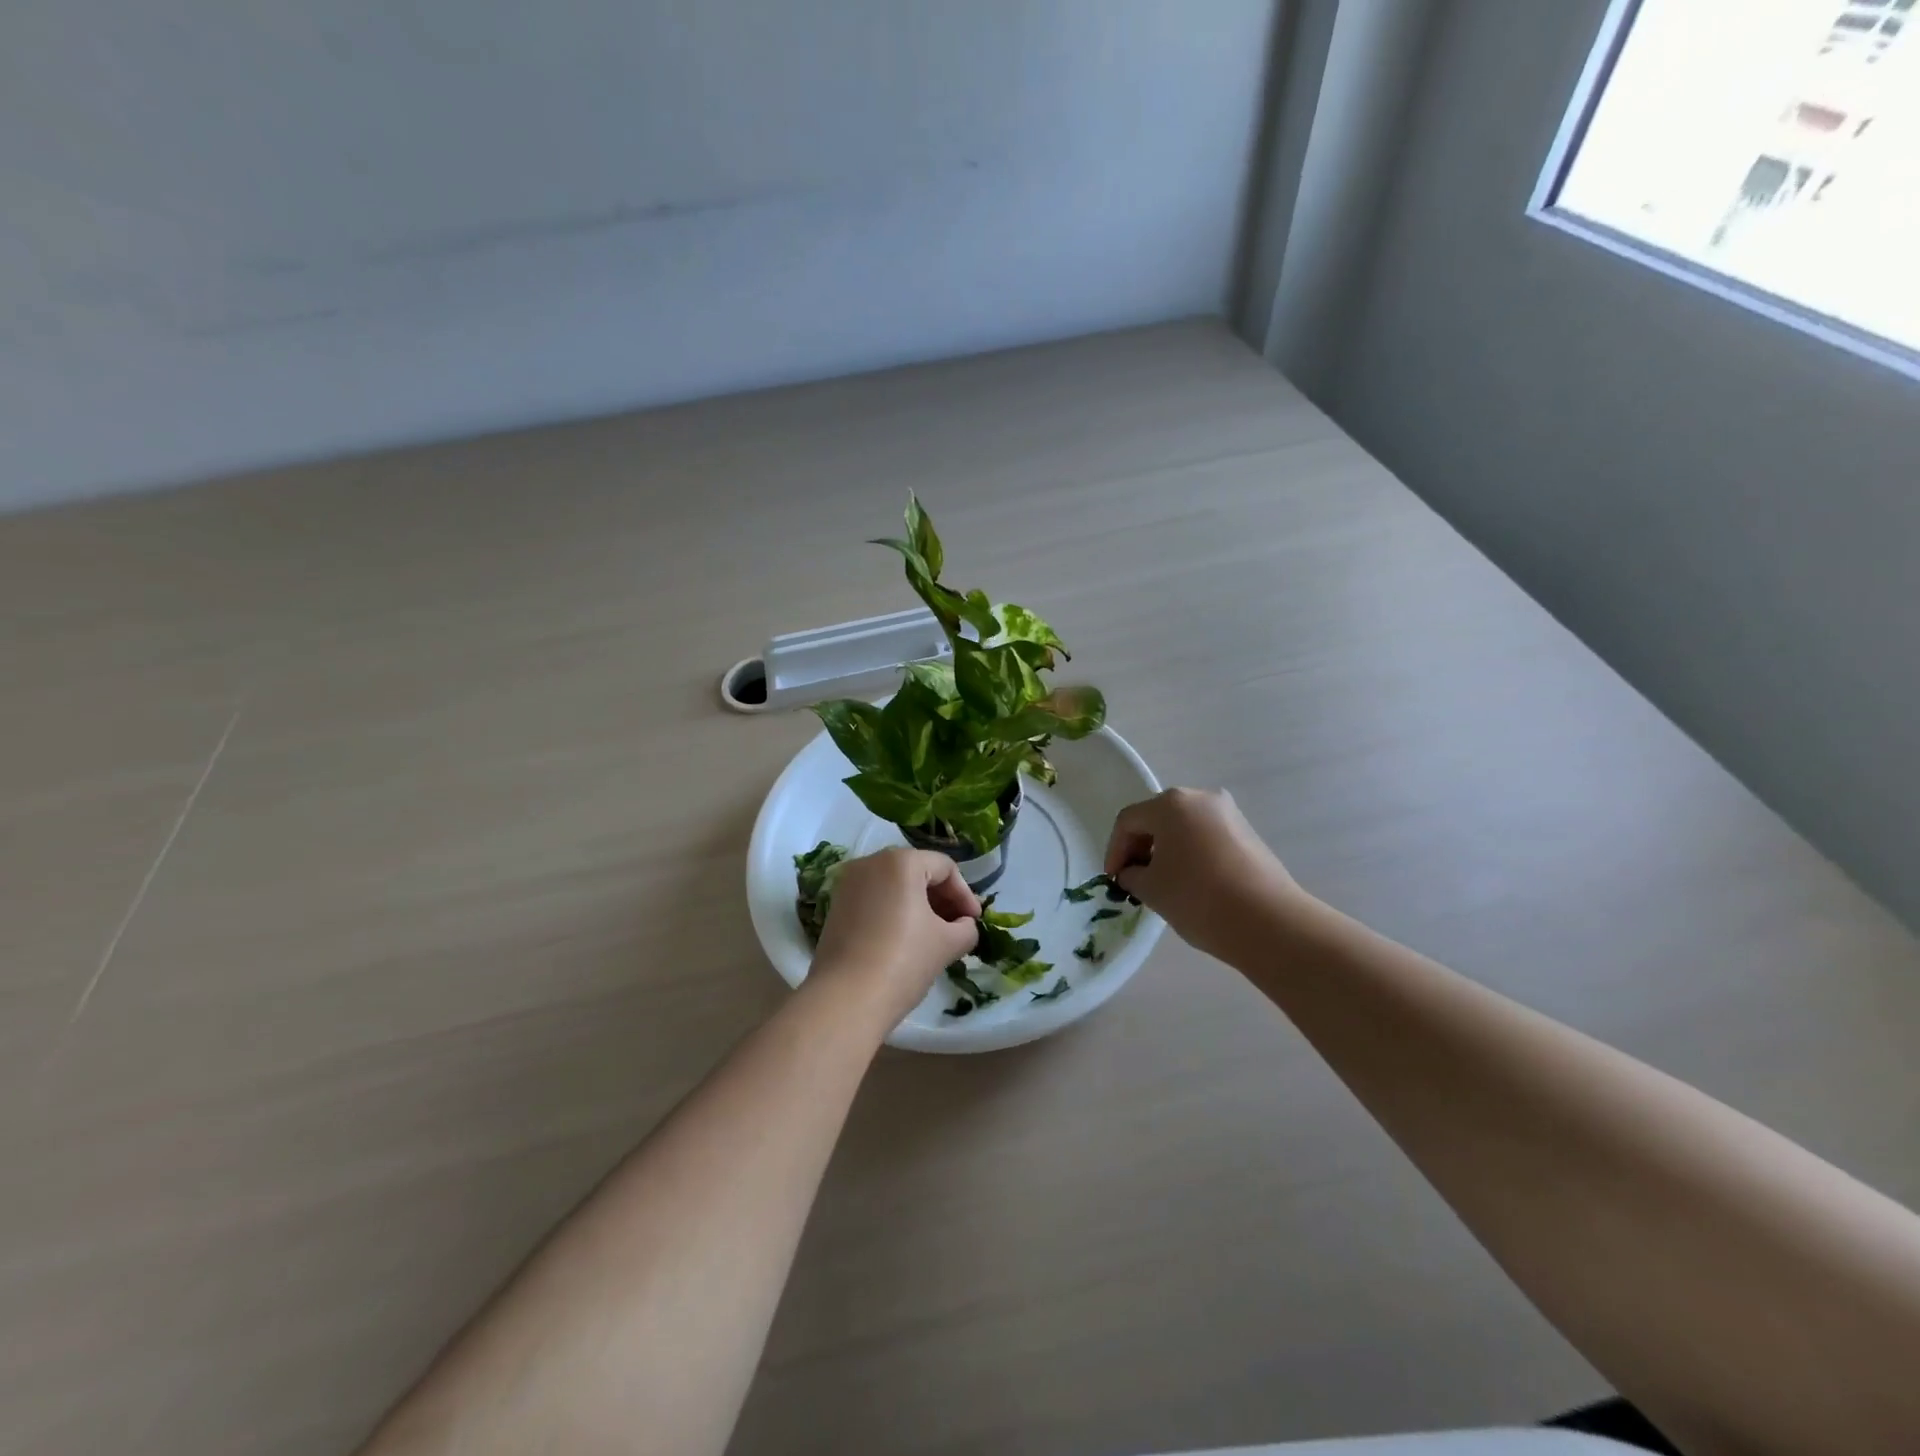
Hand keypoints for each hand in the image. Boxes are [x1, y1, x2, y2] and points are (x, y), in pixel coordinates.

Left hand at [809, 848, 980, 1028]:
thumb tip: (964, 925)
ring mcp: (848, 884)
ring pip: (894, 885)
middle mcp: (870, 862)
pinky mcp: (836, 906)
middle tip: (958, 927)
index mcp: (901, 862)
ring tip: (934, 936)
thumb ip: (966, 928)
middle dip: (942, 898)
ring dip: (919, 905)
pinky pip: (875, 899)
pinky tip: (905, 940)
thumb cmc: (903, 962)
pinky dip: (895, 912)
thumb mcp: (947, 944)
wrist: (845, 1000)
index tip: (974, 922)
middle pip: (917, 871)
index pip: (944, 868)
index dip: (965, 894)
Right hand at [1104, 788, 1307, 959]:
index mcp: (1171, 804)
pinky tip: (1190, 883)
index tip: (1113, 880)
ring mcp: (1229, 814)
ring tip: (1161, 884)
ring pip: (1183, 827)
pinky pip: (1206, 837)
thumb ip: (1132, 875)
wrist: (1269, 922)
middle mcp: (1201, 798)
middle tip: (1133, 879)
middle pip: (1157, 818)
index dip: (1115, 850)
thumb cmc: (1198, 898)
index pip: (1129, 821)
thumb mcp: (1151, 889)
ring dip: (1166, 851)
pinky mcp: (1248, 834)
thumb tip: (1134, 872)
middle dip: (1140, 848)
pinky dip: (1190, 854)